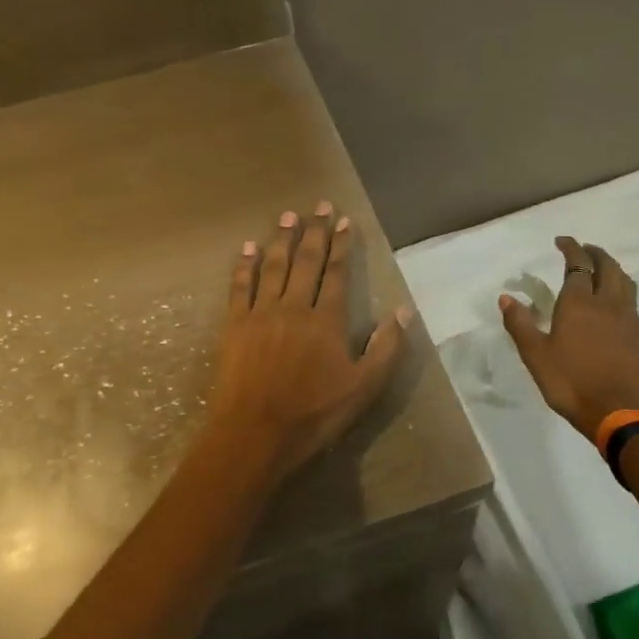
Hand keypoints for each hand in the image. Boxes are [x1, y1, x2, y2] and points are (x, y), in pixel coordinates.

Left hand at [203, 204, 411, 481]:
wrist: (256, 433)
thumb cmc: (314, 413)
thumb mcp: (364, 388)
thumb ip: (386, 348)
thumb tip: (403, 310)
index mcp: (326, 320)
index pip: (336, 273)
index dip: (341, 245)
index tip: (345, 220)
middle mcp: (294, 306)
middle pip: (305, 261)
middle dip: (314, 231)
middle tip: (319, 205)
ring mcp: (261, 313)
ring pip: (273, 267)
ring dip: (281, 239)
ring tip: (288, 216)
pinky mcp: (234, 325)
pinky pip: (239, 287)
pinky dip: (244, 265)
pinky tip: (247, 248)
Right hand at [499, 237, 638, 440]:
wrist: (618, 411)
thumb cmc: (570, 381)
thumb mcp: (535, 355)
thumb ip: (520, 324)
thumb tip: (506, 297)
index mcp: (579, 302)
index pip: (578, 264)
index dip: (571, 248)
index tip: (562, 241)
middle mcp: (608, 303)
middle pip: (607, 267)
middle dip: (595, 253)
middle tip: (584, 250)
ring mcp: (629, 319)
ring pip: (625, 283)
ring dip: (613, 270)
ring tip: (602, 271)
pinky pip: (632, 304)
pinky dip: (622, 294)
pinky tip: (615, 308)